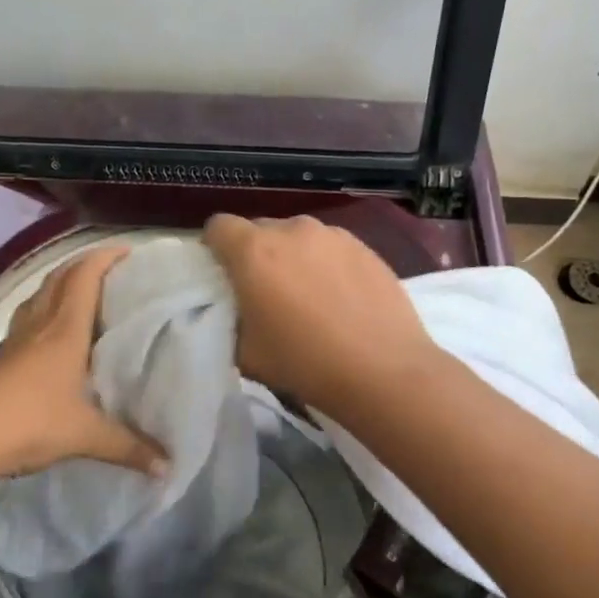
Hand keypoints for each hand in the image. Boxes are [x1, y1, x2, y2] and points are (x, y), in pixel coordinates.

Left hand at [0, 246, 167, 484]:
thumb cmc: (30, 423)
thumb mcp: (85, 435)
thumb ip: (128, 447)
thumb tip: (169, 466)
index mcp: (65, 331)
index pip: (84, 277)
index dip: (104, 257)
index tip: (128, 250)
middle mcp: (39, 326)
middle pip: (59, 279)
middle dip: (84, 265)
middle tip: (110, 269)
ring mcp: (13, 341)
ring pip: (37, 297)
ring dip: (58, 285)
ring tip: (79, 293)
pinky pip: (23, 322)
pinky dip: (39, 314)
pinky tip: (44, 335)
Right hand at [203, 214, 442, 413]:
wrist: (384, 371)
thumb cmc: (304, 363)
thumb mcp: (245, 352)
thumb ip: (229, 319)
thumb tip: (235, 308)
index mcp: (254, 250)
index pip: (218, 226)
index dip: (215, 248)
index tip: (223, 276)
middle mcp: (291, 230)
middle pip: (259, 229)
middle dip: (255, 254)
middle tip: (265, 292)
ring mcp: (332, 234)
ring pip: (297, 237)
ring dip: (293, 257)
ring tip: (309, 296)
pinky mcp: (363, 246)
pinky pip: (330, 247)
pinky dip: (325, 263)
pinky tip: (341, 298)